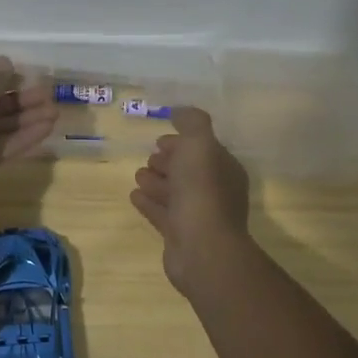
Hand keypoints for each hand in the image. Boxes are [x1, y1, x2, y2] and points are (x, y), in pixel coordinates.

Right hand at [130, 107, 251, 291]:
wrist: (202, 247)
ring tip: (139, 174)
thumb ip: (192, 122)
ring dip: (156, 181)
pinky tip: (134, 195)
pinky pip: (161, 214)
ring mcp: (197, 215)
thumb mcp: (199, 144)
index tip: (161, 139)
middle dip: (169, 161)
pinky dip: (149, 203)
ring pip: (173, 193)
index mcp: (223, 169)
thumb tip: (180, 110)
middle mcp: (214, 191)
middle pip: (187, 171)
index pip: (202, 150)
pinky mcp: (179, 236)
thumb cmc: (202, 190)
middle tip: (150, 157)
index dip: (182, 142)